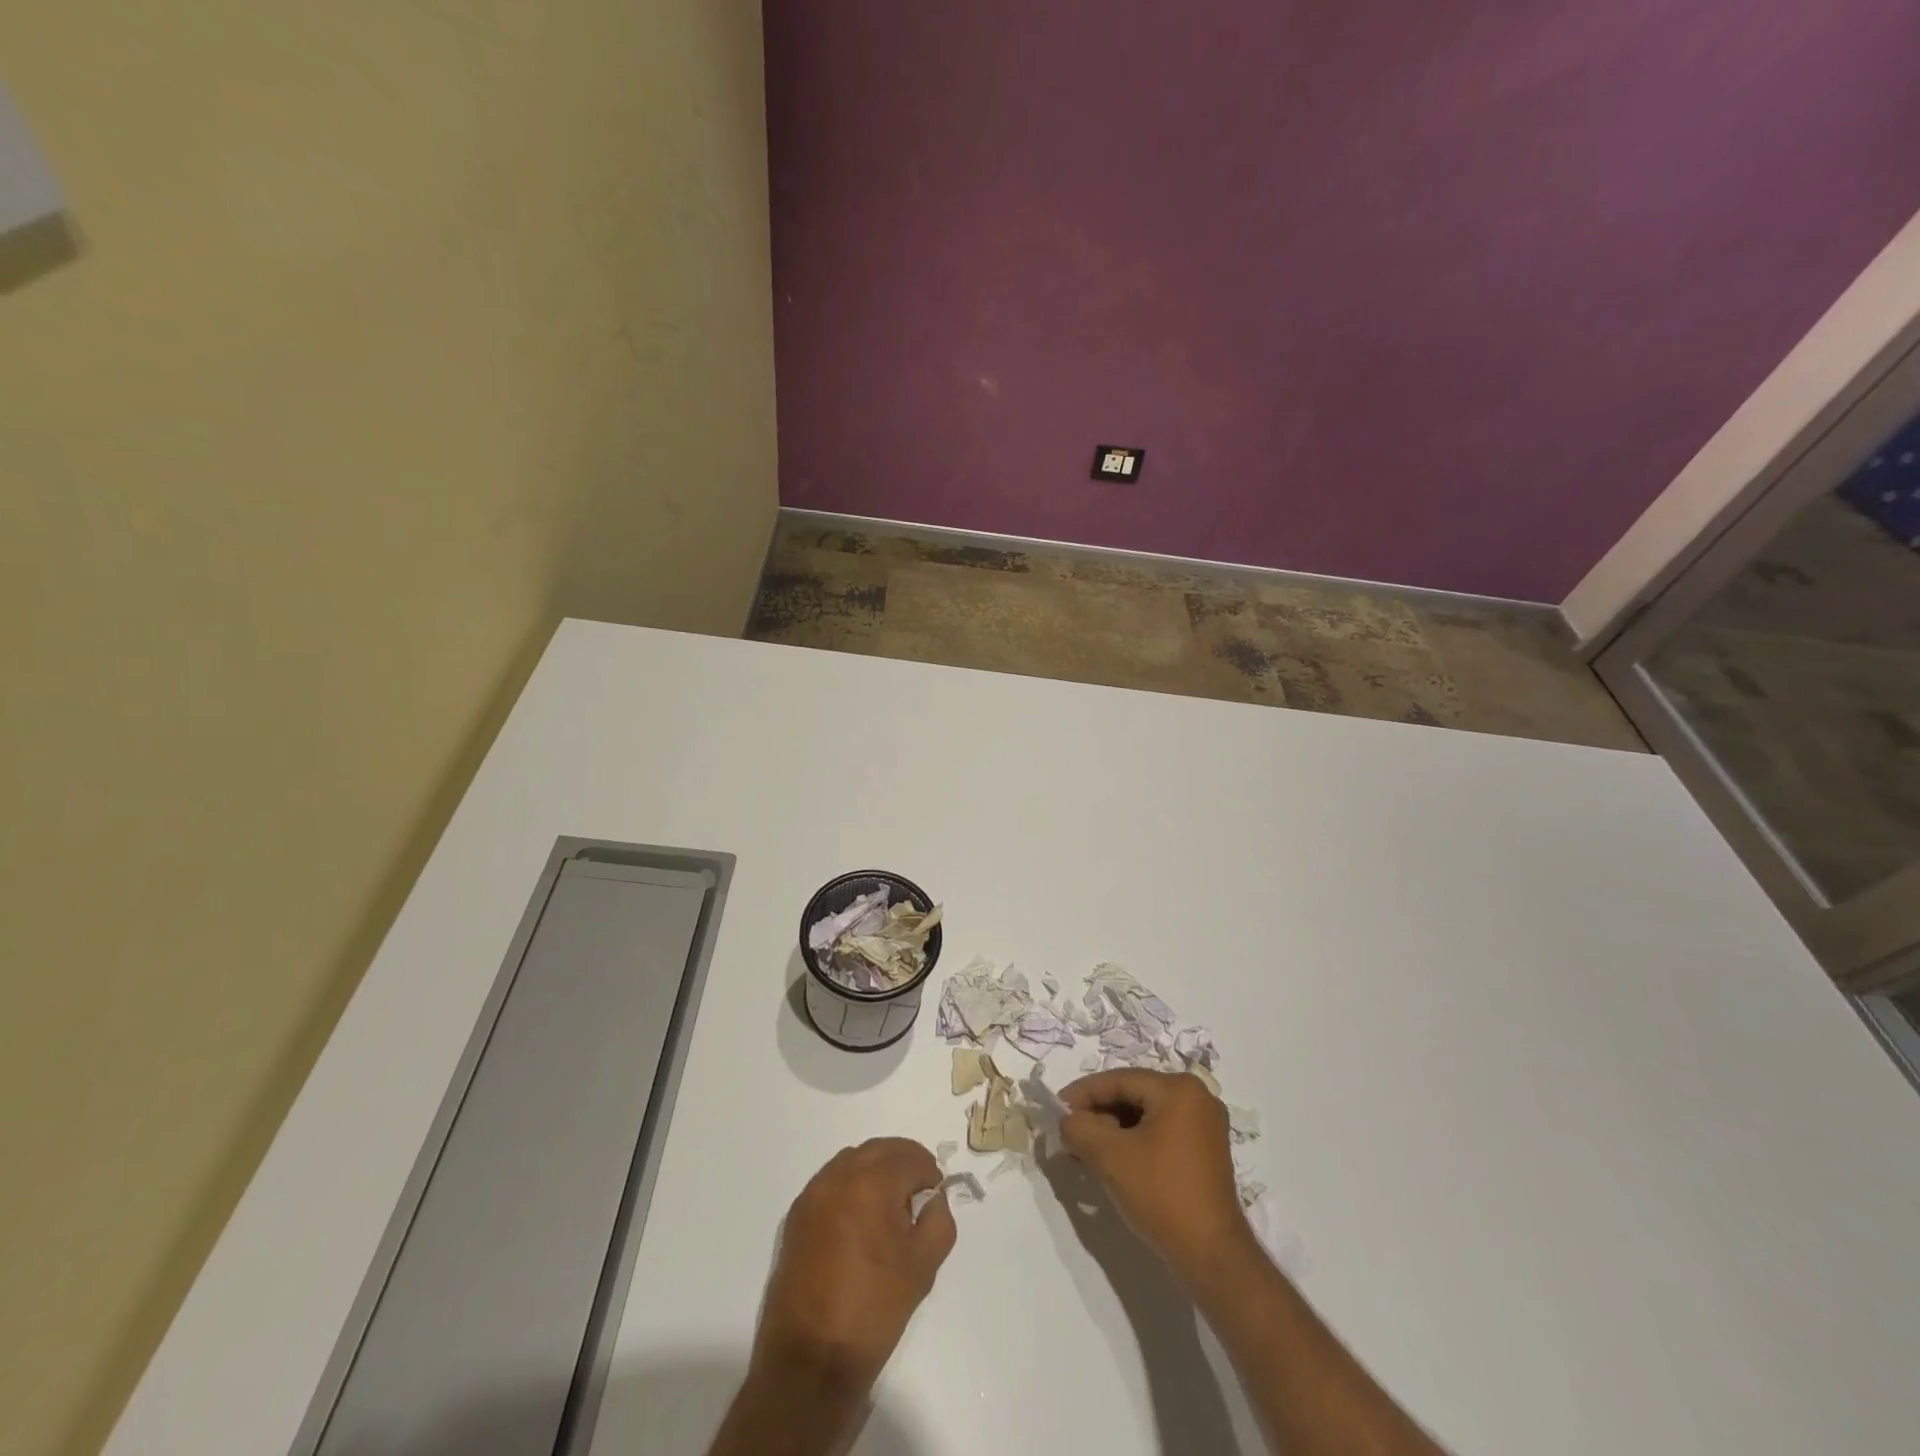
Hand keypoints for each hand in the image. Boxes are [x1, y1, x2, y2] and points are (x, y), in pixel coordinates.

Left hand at [752, 1138, 956, 1394]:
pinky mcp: (797, 1216)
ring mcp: (813, 1194)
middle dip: (904, 1162)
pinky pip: (831, 1181)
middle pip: (880, 1150)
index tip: (936, 1193)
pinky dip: (851, 1184)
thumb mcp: (923, 1266)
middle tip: (919, 1189)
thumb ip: (938, 1220)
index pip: (910, 1158)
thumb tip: (933, 1199)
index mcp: (871, 1183)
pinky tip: (861, 1217)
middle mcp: (838, 1177)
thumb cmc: (873, 1310)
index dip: (929, 1172)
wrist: (811, 1361)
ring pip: (853, 1160)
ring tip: (891, 1203)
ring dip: (876, 1169)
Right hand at [1058, 1069, 1253, 1282]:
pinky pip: (1161, 1132)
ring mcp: (1205, 1125)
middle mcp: (1197, 1097)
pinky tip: (1113, 1160)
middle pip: (1133, 1095)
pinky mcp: (1205, 1151)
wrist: (1212, 1256)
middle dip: (1098, 1113)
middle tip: (1069, 1131)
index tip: (1055, 1108)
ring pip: (1146, 1114)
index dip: (1082, 1093)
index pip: (1119, 1080)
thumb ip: (1079, 1128)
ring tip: (1086, 1149)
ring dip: (1114, 1129)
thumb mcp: (1109, 1157)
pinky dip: (1134, 1141)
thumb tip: (1066, 1120)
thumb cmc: (1161, 1195)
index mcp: (1178, 1089)